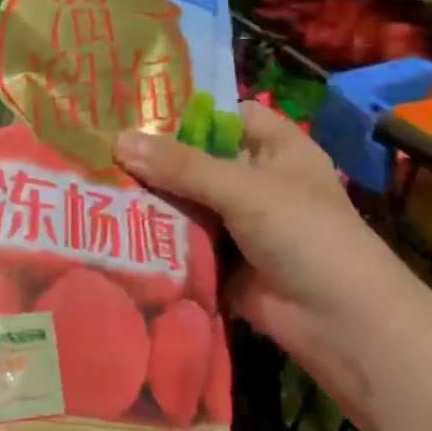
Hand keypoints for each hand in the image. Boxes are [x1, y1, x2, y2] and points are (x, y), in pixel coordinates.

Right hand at [116, 104, 416, 412]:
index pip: (224, 115)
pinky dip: (155, 236)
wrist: (338, 322)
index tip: (132, 107)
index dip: (184, 110)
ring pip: (185, 201)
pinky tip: (110, 225)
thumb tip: (118, 140)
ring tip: (92, 183)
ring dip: (149, 198)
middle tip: (98, 146)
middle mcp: (255, 180)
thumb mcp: (243, 189)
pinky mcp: (221, 260)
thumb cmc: (304, 234)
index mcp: (275, 147)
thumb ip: (181, 166)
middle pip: (196, 160)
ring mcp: (238, 223)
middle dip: (154, 157)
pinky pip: (182, 240)